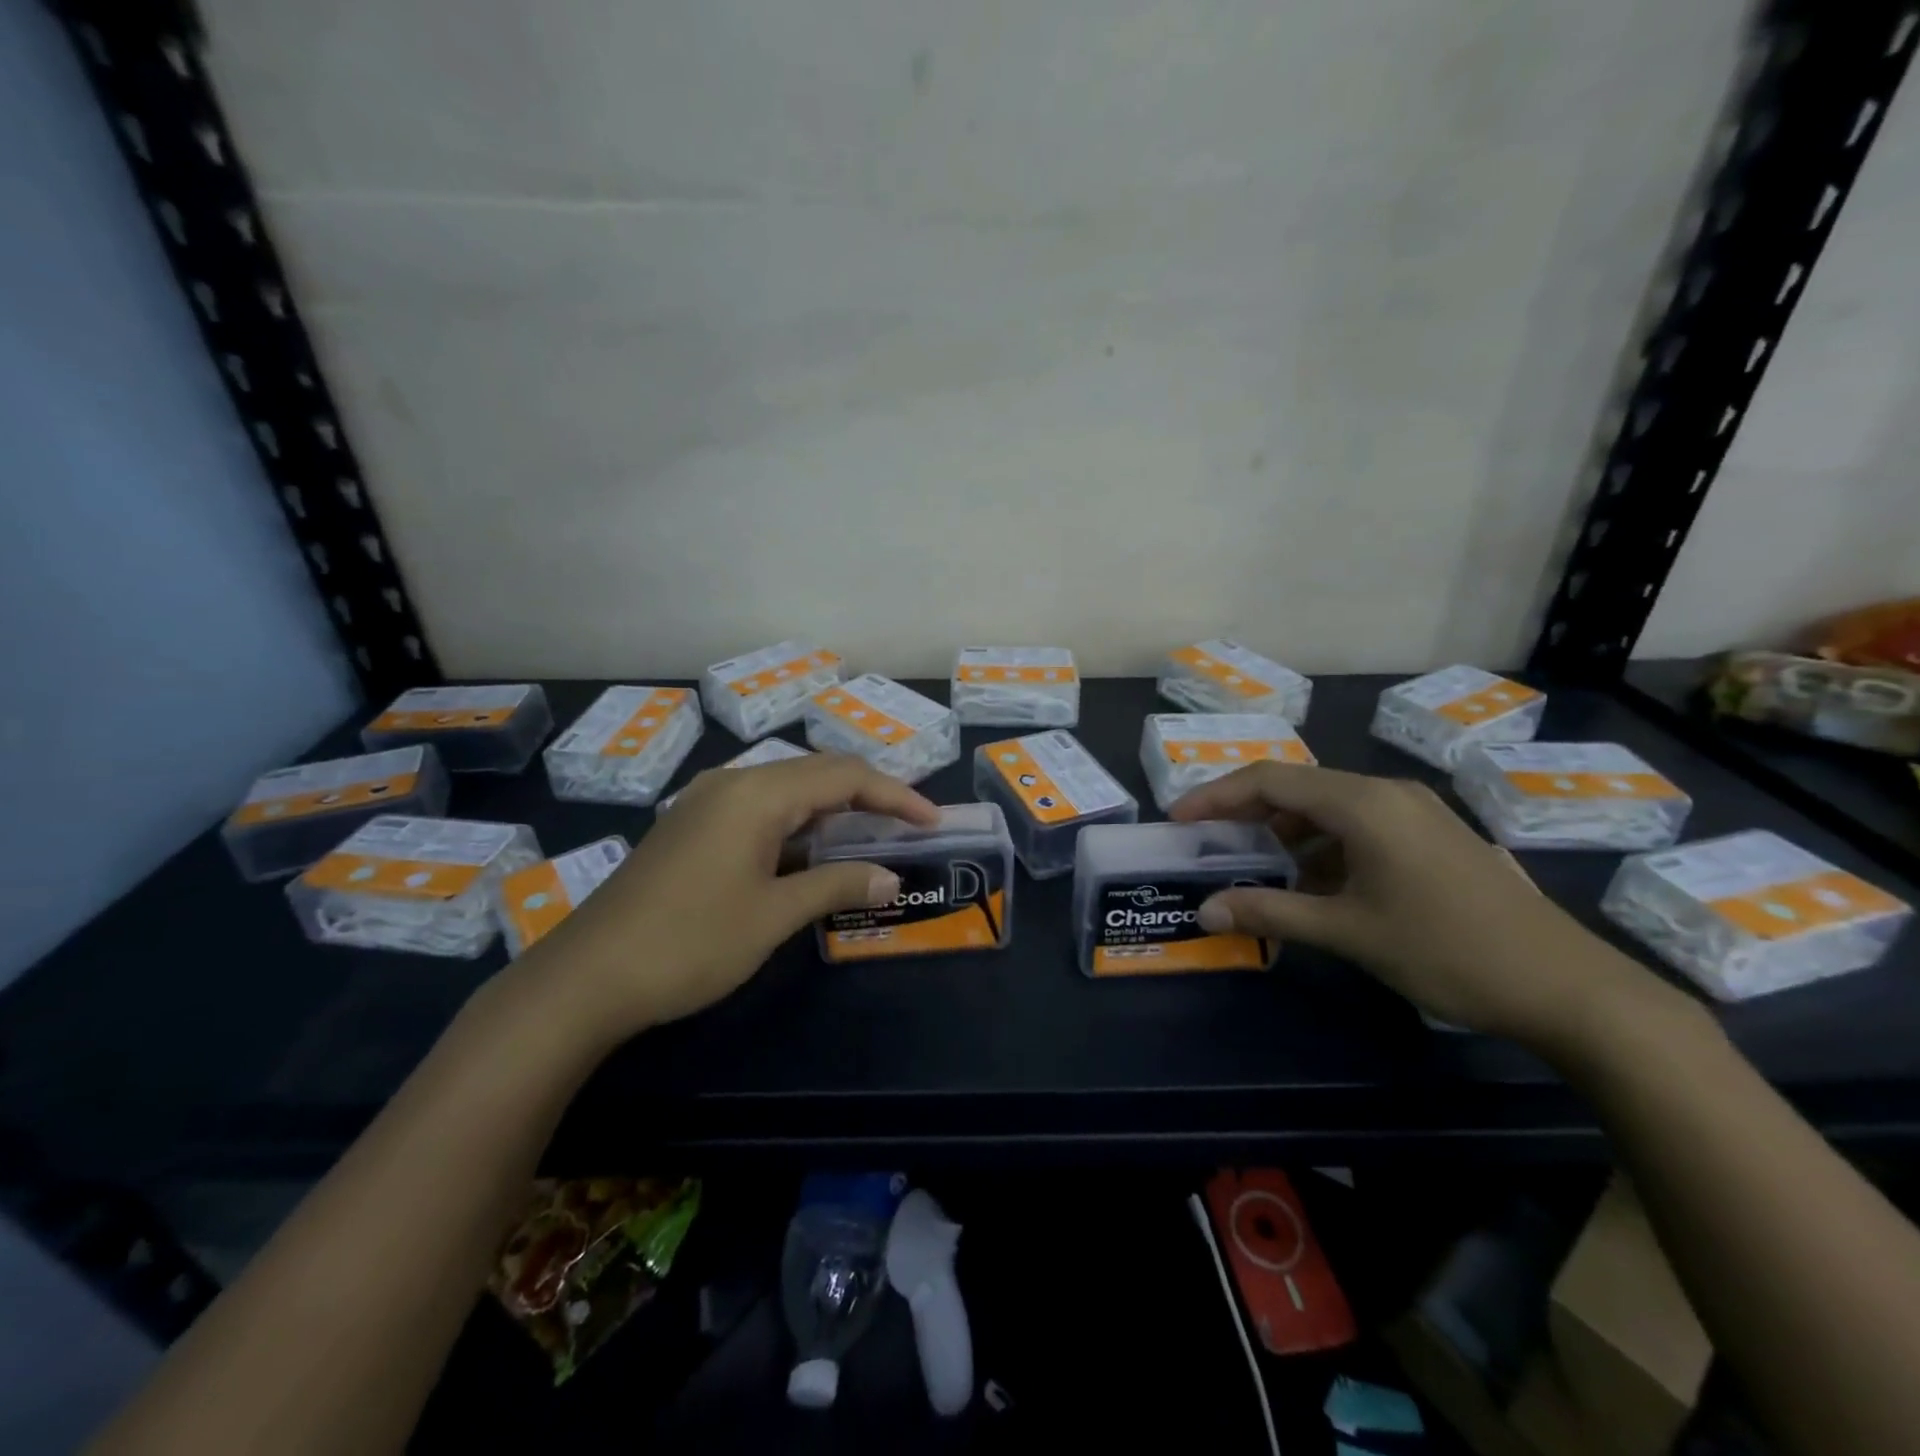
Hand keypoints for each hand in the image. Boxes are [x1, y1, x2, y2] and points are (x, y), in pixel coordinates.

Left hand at [523, 753, 938, 1036]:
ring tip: (871, 838)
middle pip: (817, 773)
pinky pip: (760, 810)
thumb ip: (837, 884)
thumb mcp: (773, 915)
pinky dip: (798, 825)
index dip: (896, 794)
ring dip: (832, 811)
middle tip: (908, 827)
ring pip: (787, 791)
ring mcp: (706, 802)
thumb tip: (890, 877)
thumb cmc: (689, 942)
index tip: (932, 821)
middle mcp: (732, 782)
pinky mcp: (691, 826)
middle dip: (868, 796)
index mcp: (757, 792)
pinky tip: (811, 853)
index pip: (844, 775)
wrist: (585, 978)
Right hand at [1169, 763, 1666, 1044]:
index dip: (1217, 796)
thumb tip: (1205, 910)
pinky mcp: (1434, 835)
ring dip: (1286, 832)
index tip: (1179, 820)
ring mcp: (1416, 812)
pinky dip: (1324, 845)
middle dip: (1247, 813)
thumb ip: (1270, 913)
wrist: (1570, 987)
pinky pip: (1360, 824)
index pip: (1270, 780)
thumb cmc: (1448, 951)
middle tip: (1209, 843)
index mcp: (1364, 803)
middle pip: (1298, 787)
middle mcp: (1388, 793)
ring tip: (1255, 868)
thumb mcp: (1349, 932)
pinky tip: (1314, 883)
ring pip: (1329, 806)